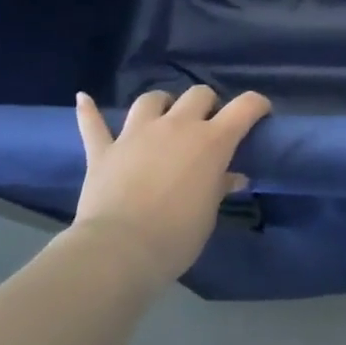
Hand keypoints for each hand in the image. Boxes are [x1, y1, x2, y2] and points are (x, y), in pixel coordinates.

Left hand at [69, 86, 270, 286]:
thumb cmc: (177, 236)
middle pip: (198, 94)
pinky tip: (84, 99)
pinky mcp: (104, 149)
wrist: (120, 250)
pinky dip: (90, 111)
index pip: (244, 107)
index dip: (256, 105)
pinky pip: (93, 123)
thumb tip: (233, 177)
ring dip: (161, 104)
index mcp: (211, 141)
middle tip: (207, 124)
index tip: (260, 112)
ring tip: (163, 116)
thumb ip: (220, 187)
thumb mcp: (209, 214)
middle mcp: (176, 126)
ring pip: (151, 100)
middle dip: (207, 104)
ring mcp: (136, 134)